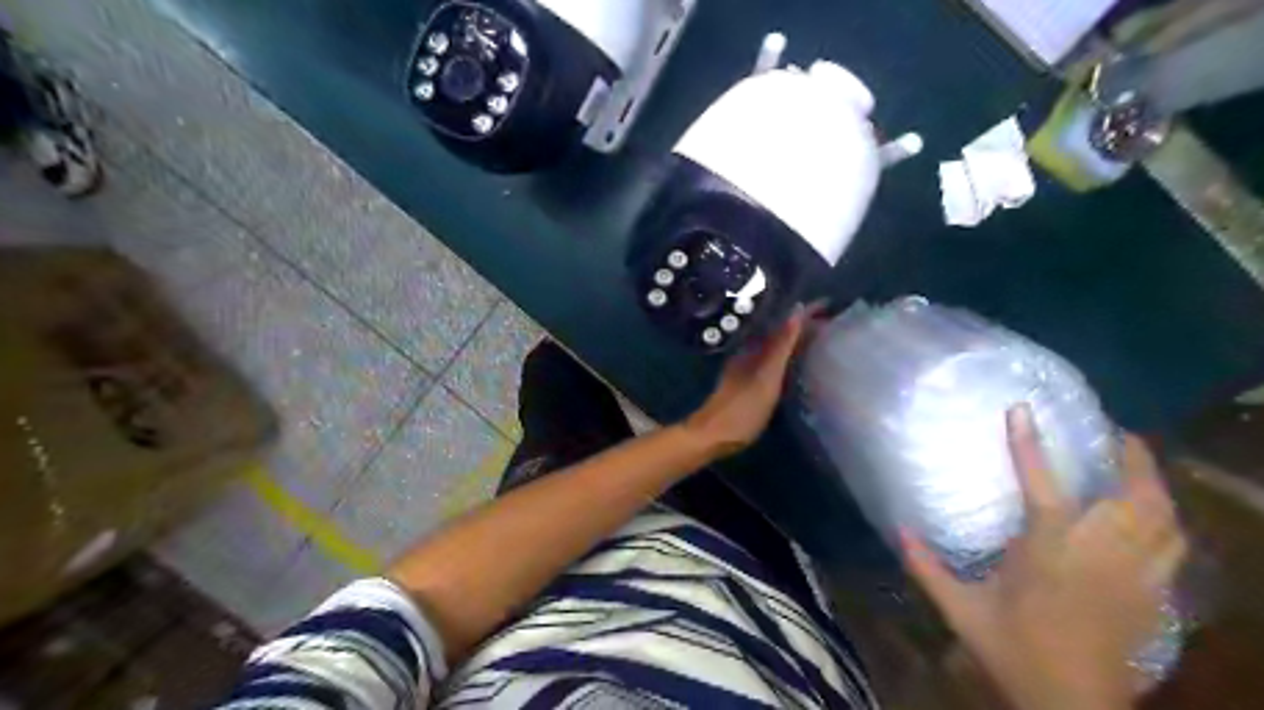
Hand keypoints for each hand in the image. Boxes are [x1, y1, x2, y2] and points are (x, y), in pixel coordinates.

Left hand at [688, 304, 815, 460]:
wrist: (711, 435)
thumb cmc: (742, 409)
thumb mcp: (766, 378)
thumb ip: (781, 347)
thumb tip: (796, 311)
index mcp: (756, 349)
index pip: (785, 324)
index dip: (805, 314)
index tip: (828, 305)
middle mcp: (751, 353)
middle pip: (780, 333)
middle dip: (803, 325)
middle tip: (830, 322)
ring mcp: (747, 368)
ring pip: (776, 347)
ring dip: (795, 340)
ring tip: (819, 338)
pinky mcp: (747, 383)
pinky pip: (772, 361)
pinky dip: (787, 356)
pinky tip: (795, 363)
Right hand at [899, 405, 1185, 709]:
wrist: (1073, 706)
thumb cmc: (1014, 651)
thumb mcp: (959, 609)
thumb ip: (926, 565)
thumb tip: (895, 527)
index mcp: (1046, 553)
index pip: (1042, 487)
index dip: (1029, 445)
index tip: (1021, 411)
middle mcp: (1097, 556)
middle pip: (1132, 496)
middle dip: (1130, 458)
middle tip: (1114, 432)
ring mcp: (1134, 575)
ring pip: (1163, 518)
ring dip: (1154, 485)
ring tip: (1138, 463)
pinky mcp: (1153, 596)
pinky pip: (1173, 546)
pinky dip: (1167, 521)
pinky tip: (1155, 516)